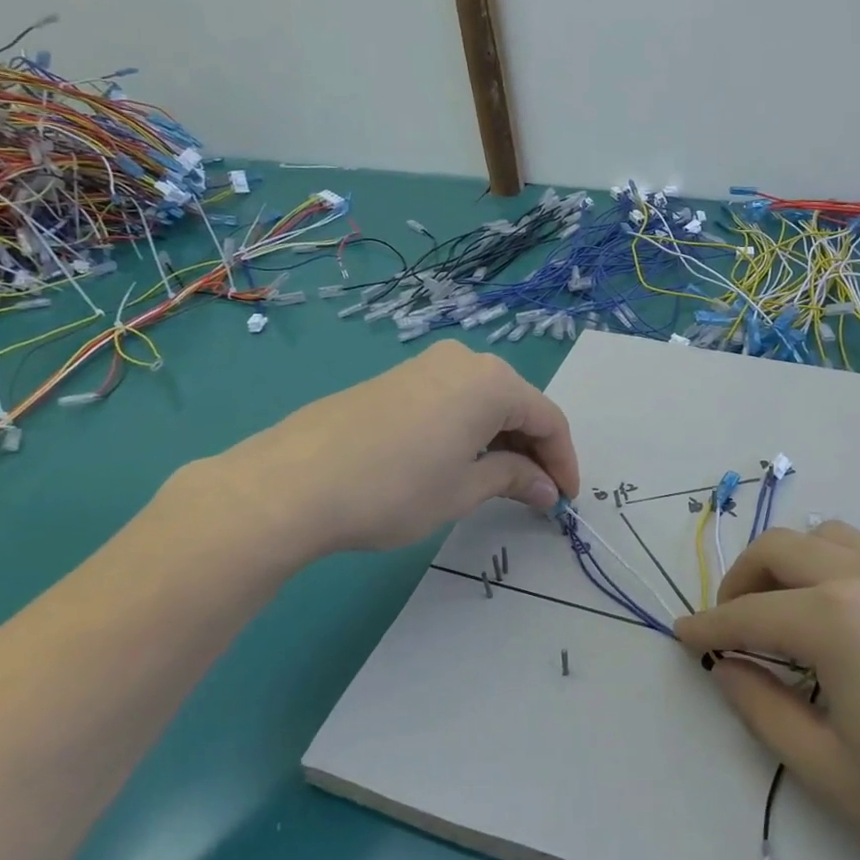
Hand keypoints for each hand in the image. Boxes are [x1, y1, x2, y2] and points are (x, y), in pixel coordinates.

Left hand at [181, 341, 578, 574]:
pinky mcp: (396, 378)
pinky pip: (452, 400)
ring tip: (500, 482)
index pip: (549, 419)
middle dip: (534, 450)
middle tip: (537, 494)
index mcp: (492, 382)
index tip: (566, 500)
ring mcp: (426, 365)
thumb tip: (546, 488)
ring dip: (501, 440)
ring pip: (483, 401)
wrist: (293, 482)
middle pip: (518, 405)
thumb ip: (513, 479)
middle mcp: (464, 360)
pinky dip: (469, 430)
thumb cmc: (395, 488)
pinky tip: (458, 461)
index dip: (564, 462)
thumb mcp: (464, 489)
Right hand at [674, 521, 859, 859]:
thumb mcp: (832, 774)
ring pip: (831, 538)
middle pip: (783, 547)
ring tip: (787, 616)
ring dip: (792, 564)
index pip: (748, 614)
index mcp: (835, 620)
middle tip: (731, 624)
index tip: (681, 635)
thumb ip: (763, 709)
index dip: (708, 625)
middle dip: (742, 579)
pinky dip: (835, 571)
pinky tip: (848, 628)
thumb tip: (728, 667)